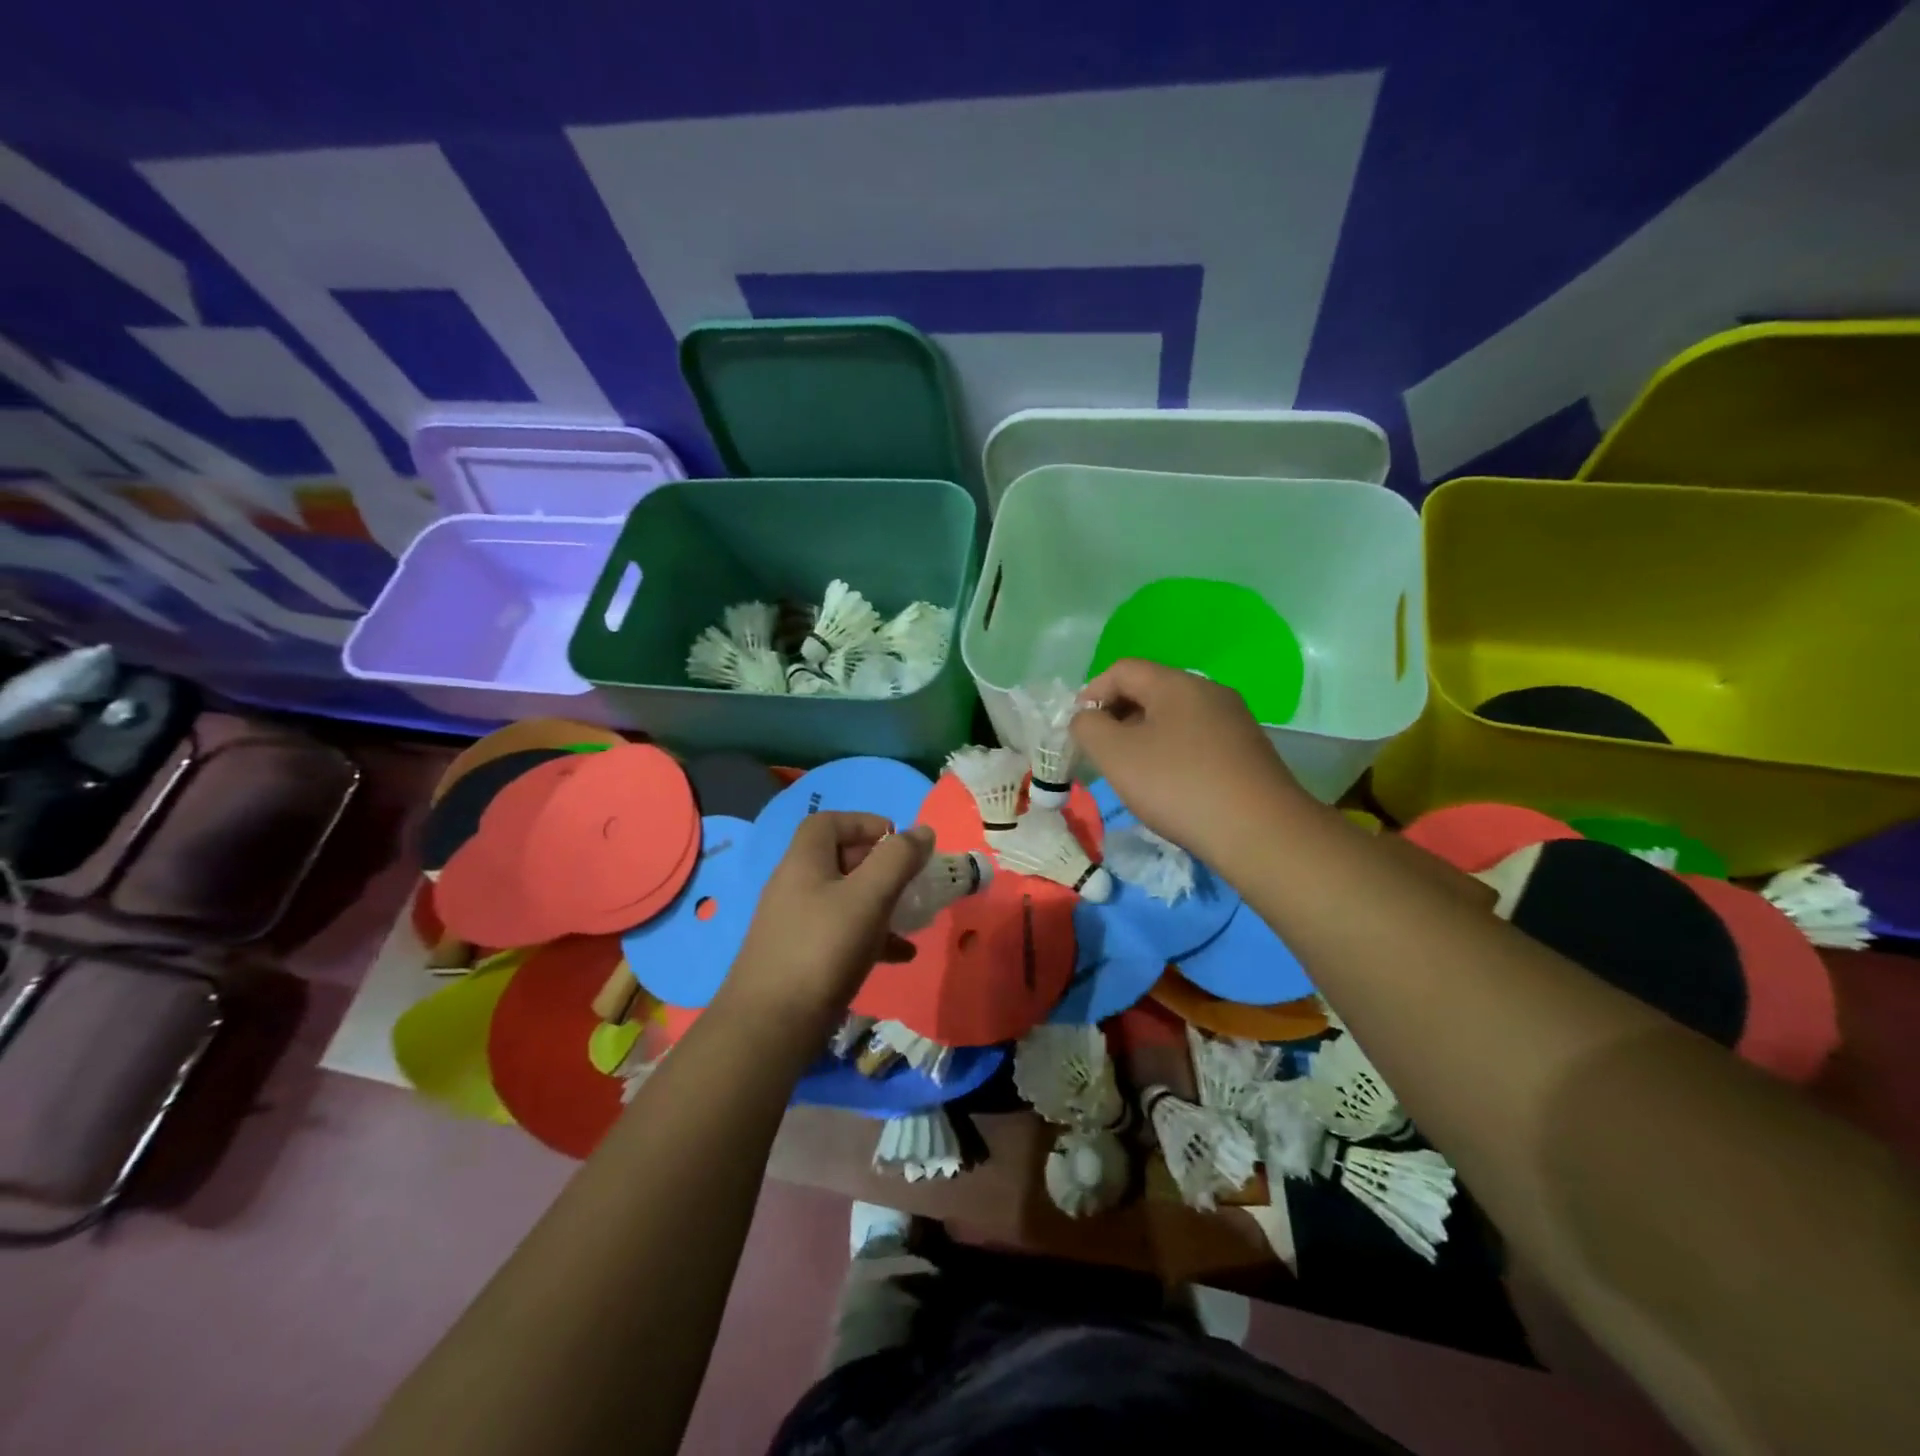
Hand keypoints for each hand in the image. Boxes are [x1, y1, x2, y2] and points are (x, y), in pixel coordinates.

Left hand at [721, 812, 932, 1025]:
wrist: (770, 1026)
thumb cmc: (823, 949)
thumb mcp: (869, 897)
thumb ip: (898, 859)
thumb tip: (922, 831)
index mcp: (804, 862)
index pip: (829, 822)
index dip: (864, 822)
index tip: (898, 841)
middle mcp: (795, 886)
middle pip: (840, 859)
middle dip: (880, 866)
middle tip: (912, 880)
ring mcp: (796, 924)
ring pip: (845, 899)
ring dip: (881, 903)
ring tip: (913, 918)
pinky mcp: (801, 957)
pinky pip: (842, 934)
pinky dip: (872, 937)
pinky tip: (901, 956)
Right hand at [1071, 659, 1312, 867]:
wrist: (1260, 832)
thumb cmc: (1178, 785)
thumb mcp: (1116, 755)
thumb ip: (1088, 727)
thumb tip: (1087, 717)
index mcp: (1177, 683)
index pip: (1123, 669)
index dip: (1092, 693)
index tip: (1079, 729)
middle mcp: (1210, 692)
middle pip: (1151, 690)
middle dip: (1118, 715)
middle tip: (1101, 752)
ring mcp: (1234, 721)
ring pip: (1175, 717)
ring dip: (1145, 736)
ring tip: (1133, 772)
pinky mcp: (1248, 751)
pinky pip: (1198, 739)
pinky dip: (1173, 753)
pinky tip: (1171, 786)